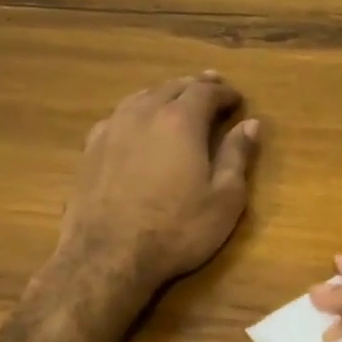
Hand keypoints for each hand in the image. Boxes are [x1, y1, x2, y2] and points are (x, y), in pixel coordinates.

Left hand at [51, 72, 259, 293]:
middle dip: (195, 85)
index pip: (206, 91)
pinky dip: (137, 112)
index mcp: (180, 121)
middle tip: (211, 85)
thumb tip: (251, 124)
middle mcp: (144, 113)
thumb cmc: (177, 229)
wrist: (107, 256)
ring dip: (164, 94)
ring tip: (176, 98)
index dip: (225, 92)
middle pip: (172, 87)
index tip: (238, 99)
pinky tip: (138, 124)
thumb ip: (237, 156)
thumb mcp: (225, 198)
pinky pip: (119, 116)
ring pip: (142, 97)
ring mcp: (112, 129)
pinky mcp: (90, 149)